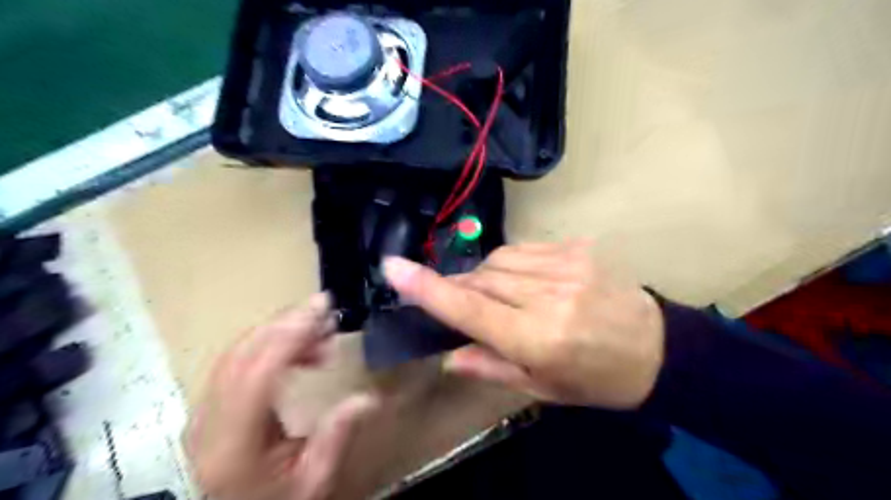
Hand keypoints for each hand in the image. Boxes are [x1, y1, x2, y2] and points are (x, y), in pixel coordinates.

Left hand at [186, 292, 376, 499]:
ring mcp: (204, 410)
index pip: (257, 374)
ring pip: (239, 351)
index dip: (289, 336)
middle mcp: (208, 422)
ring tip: (323, 330)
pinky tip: (304, 350)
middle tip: (326, 307)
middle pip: (243, 354)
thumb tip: (369, 398)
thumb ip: (337, 435)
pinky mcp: (211, 402)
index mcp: (232, 445)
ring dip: (281, 331)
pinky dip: (273, 345)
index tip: (322, 309)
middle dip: (286, 322)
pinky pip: (240, 359)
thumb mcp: (314, 479)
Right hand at [387, 242, 664, 410]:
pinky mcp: (577, 248)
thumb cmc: (596, 379)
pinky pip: (524, 249)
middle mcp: (548, 296)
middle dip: (462, 287)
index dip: (427, 288)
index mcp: (538, 339)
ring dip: (487, 276)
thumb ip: (491, 367)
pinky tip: (524, 281)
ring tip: (500, 295)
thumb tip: (448, 355)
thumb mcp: (542, 389)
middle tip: (465, 304)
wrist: (657, 348)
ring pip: (499, 259)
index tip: (393, 267)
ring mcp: (566, 266)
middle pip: (481, 278)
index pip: (470, 308)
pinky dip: (511, 264)